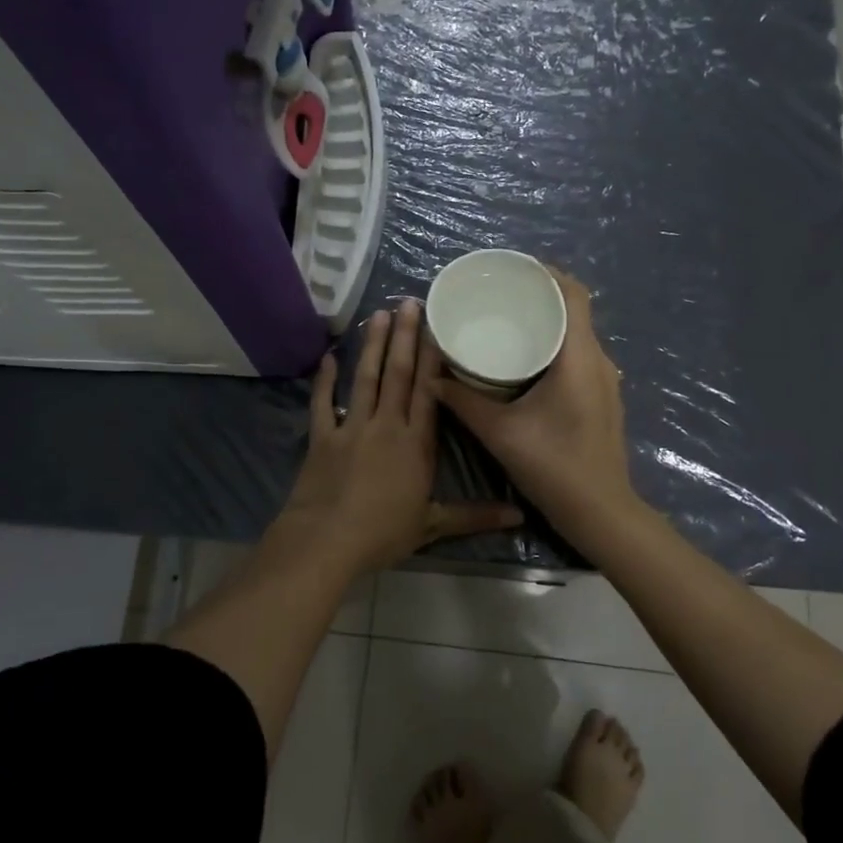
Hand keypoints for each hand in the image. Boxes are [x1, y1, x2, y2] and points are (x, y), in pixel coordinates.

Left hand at [279, 299, 522, 576]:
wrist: (326, 541)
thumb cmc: (382, 533)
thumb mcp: (433, 525)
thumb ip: (475, 515)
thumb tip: (520, 517)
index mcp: (415, 443)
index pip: (429, 391)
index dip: (433, 358)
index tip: (437, 327)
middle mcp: (386, 425)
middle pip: (398, 374)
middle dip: (406, 337)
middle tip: (409, 301)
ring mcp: (351, 427)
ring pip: (366, 378)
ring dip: (373, 346)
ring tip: (379, 314)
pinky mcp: (322, 436)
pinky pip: (323, 402)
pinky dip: (325, 380)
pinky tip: (329, 357)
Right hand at [437, 269, 639, 541]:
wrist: (600, 512)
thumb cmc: (553, 466)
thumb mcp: (500, 432)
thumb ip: (464, 402)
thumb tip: (432, 378)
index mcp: (579, 357)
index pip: (574, 294)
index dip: (546, 273)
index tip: (512, 269)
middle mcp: (598, 361)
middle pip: (574, 310)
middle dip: (539, 296)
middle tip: (498, 294)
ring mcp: (604, 381)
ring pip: (576, 335)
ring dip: (547, 322)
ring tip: (506, 321)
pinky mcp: (601, 398)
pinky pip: (577, 356)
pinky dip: (553, 345)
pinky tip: (524, 359)